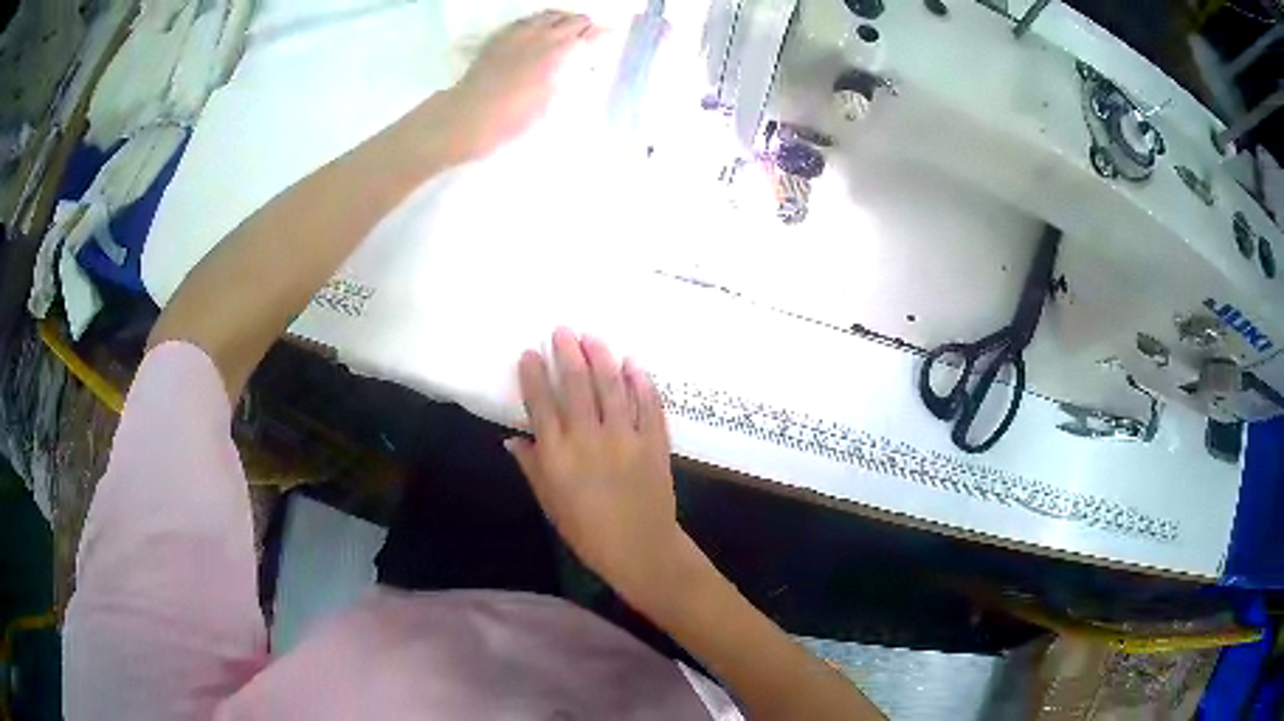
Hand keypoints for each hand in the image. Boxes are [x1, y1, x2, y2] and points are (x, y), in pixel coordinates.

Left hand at [438, 11, 599, 160]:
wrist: (470, 114)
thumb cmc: (514, 118)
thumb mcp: (552, 103)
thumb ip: (570, 78)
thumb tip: (582, 67)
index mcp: (563, 53)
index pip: (594, 34)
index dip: (606, 34)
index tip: (612, 37)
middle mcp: (545, 36)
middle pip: (575, 19)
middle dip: (585, 27)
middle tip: (588, 38)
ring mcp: (521, 33)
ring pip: (551, 15)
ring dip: (563, 21)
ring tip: (565, 31)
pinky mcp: (501, 36)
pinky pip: (527, 20)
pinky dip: (539, 22)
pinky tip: (537, 32)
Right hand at [506, 328, 686, 603]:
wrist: (640, 549)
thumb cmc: (588, 532)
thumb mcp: (550, 503)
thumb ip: (532, 467)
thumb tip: (513, 439)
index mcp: (558, 456)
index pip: (541, 405)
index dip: (533, 376)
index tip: (530, 353)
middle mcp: (589, 439)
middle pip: (576, 387)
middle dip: (567, 354)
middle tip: (563, 330)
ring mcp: (626, 438)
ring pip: (612, 388)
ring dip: (602, 359)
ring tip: (593, 337)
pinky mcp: (654, 442)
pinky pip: (648, 406)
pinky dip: (642, 384)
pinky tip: (634, 365)